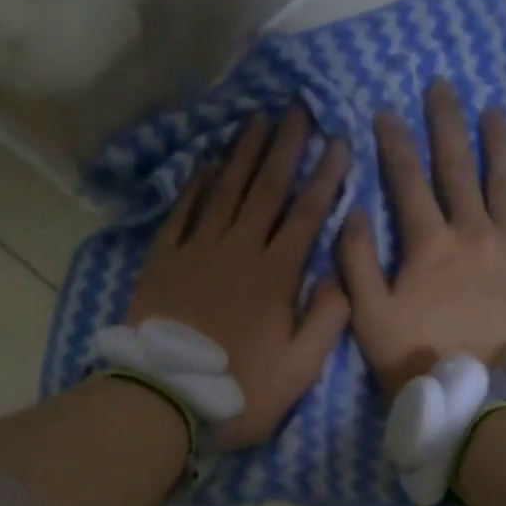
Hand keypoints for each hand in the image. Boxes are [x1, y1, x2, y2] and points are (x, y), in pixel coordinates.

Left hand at [127, 107, 351, 448]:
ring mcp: (197, 252)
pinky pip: (182, 213)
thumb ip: (326, 320)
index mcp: (276, 276)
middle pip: (265, 189)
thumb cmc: (240, 391)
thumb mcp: (299, 370)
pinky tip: (205, 164)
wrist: (166, 398)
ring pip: (224, 191)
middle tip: (296, 107)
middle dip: (285, 147)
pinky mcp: (163, 261)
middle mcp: (238, 251)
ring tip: (256, 119)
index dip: (325, 177)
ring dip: (242, 153)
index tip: (338, 141)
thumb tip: (341, 274)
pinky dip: (195, 186)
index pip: (306, 215)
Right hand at [338, 80, 505, 393]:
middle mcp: (475, 232)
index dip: (394, 143)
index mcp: (429, 244)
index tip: (386, 111)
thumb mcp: (371, 320)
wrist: (489, 398)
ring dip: (498, 144)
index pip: (407, 180)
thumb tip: (353, 214)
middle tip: (443, 86)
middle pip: (459, 167)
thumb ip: (358, 265)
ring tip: (494, 111)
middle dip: (447, 124)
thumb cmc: (423, 362)